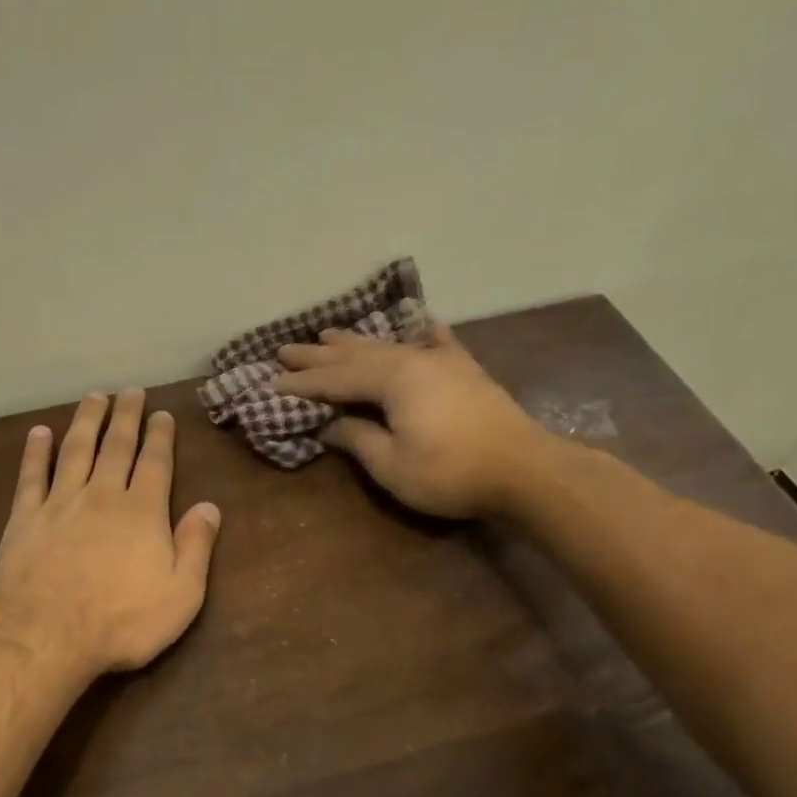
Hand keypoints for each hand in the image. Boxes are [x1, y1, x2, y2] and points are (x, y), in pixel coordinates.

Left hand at [0, 389, 222, 674]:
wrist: (47, 635)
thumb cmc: (122, 621)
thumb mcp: (180, 594)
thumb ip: (196, 546)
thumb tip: (210, 506)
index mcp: (142, 512)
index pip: (155, 463)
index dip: (160, 437)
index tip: (162, 414)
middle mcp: (102, 496)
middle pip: (116, 446)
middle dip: (126, 417)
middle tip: (130, 392)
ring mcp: (60, 503)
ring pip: (76, 450)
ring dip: (86, 421)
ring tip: (94, 397)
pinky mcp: (25, 518)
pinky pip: (31, 476)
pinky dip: (35, 452)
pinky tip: (39, 433)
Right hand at [274, 324, 551, 518]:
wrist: (525, 470)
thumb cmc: (451, 473)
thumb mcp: (392, 465)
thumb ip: (357, 439)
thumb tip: (329, 425)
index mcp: (392, 380)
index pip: (335, 380)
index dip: (302, 385)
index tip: (271, 384)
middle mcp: (413, 360)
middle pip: (356, 356)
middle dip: (318, 356)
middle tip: (285, 350)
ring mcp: (442, 361)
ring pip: (389, 346)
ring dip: (355, 342)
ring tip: (327, 334)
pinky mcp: (465, 372)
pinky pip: (436, 344)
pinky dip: (421, 335)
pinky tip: (418, 324)